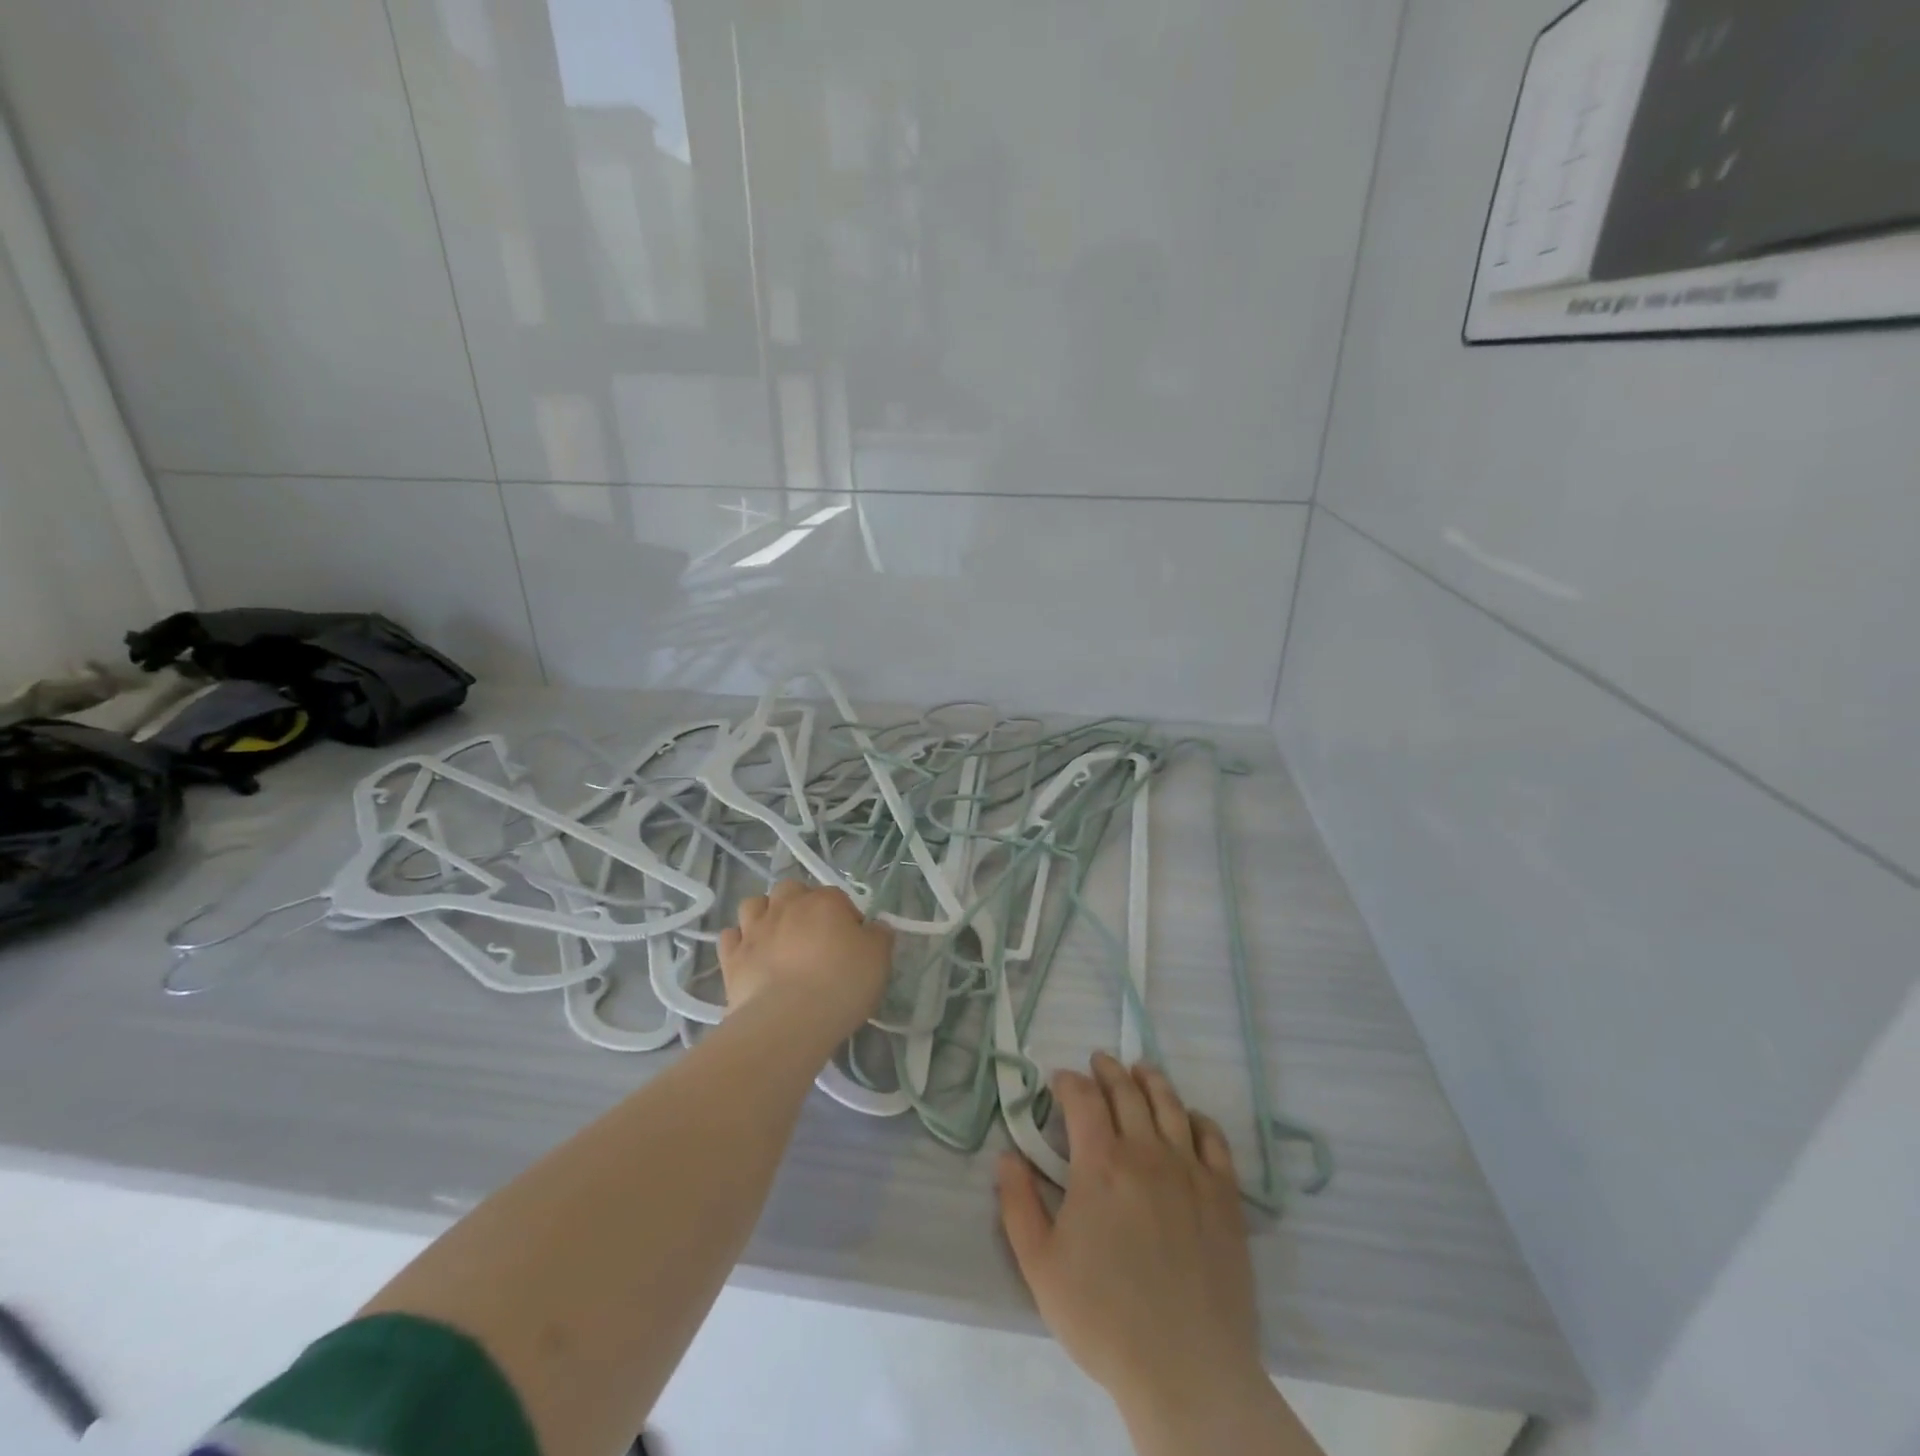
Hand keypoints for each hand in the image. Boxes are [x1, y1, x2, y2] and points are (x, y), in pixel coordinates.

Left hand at [717, 879, 892, 1039]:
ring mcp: (755, 929)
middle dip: (799, 904)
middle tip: (811, 934)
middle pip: (791, 890)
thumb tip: (875, 928)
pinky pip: (730, 937)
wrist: (789, 1019)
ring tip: (776, 939)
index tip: (852, 943)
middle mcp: (787, 905)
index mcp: (825, 901)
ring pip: (754, 904)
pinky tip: (749, 956)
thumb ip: (879, 937)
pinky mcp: (732, 957)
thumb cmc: (841, 984)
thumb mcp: (879, 960)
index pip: (838, 898)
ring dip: (764, 914)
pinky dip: (738, 941)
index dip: (846, 918)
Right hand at [998, 1054, 1300, 1450]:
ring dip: (1151, 1080)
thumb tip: (1007, 1156)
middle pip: (1127, 1091)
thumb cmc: (1104, 1318)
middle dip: (1108, 1070)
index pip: (1083, 1099)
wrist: (1187, 1370)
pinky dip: (1197, 1118)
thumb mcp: (1040, 1266)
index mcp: (1100, 1163)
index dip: (1069, 1082)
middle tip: (1099, 1062)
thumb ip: (1018, 1204)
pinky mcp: (1224, 1195)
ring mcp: (1190, 1170)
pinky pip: (1213, 1139)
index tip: (1059, 1080)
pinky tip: (1190, 1118)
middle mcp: (1146, 1152)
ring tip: (1140, 1070)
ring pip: (1169, 1105)